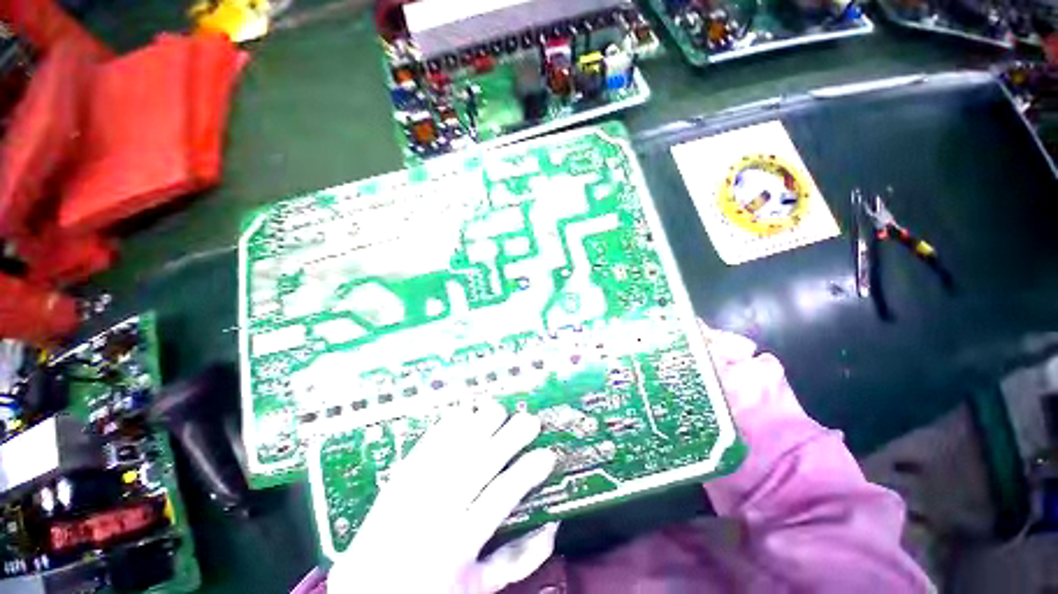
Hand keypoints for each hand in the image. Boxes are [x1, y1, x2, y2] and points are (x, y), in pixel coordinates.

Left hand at [327, 401, 558, 593]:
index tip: (547, 454)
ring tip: (499, 408)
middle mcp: (434, 513)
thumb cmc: (431, 592)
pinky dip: (445, 427)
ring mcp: (412, 492)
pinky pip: (423, 447)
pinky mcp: (395, 481)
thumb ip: (517, 560)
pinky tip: (462, 411)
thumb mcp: (478, 588)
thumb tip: (552, 526)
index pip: (500, 498)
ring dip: (477, 424)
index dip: (526, 473)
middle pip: (477, 464)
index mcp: (457, 545)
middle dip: (508, 438)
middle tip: (530, 420)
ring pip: (451, 449)